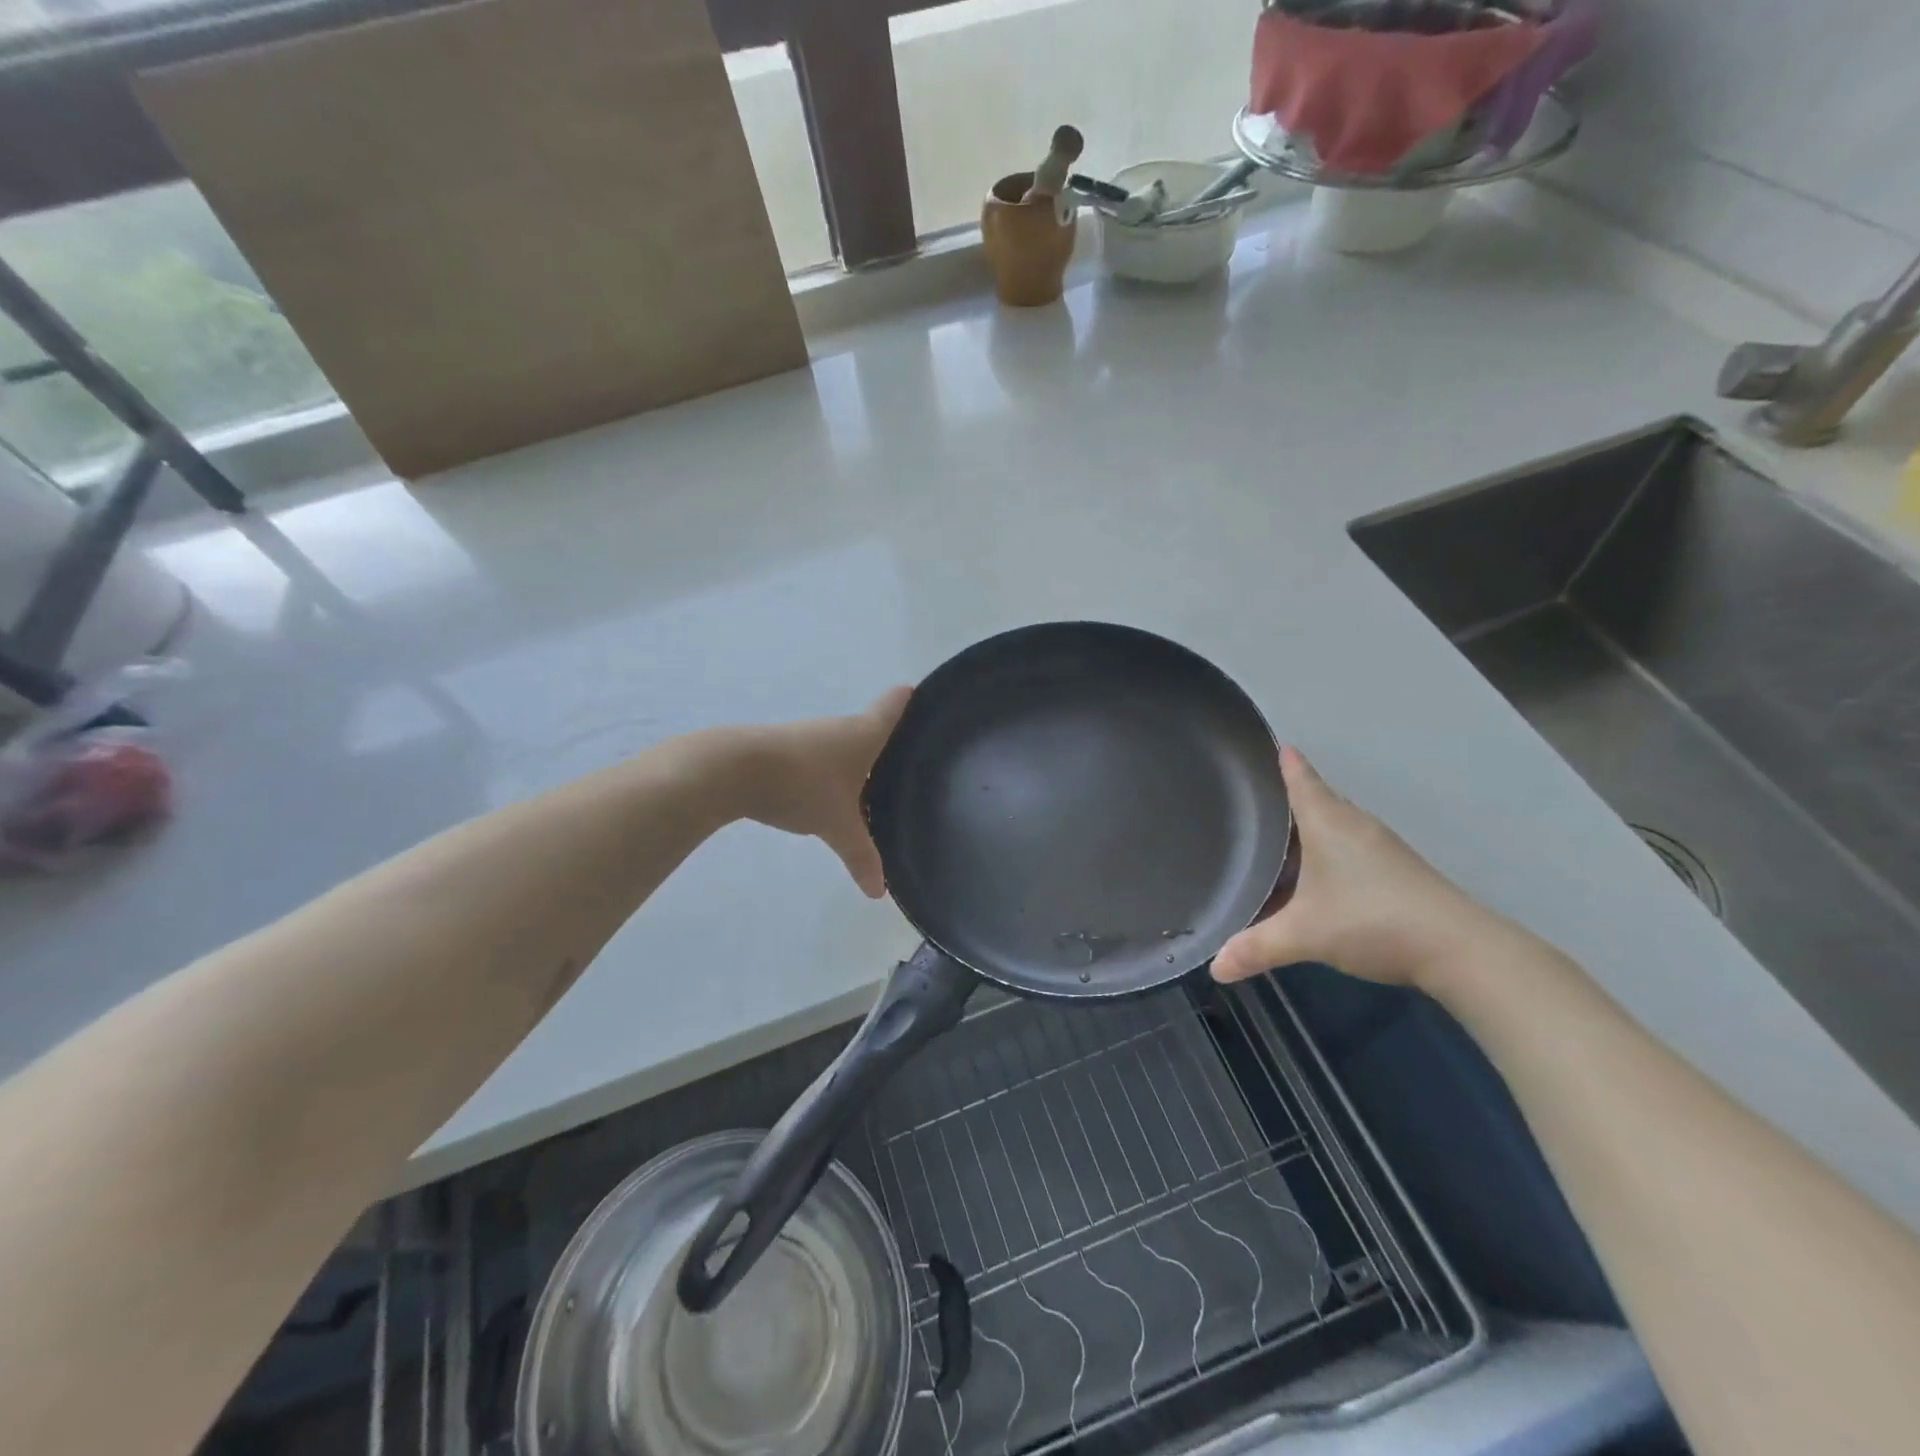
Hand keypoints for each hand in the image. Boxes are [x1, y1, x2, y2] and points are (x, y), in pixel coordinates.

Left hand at [734, 687, 911, 897]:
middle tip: (908, 768)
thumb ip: (861, 856)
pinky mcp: (783, 751)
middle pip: (870, 730)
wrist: (735, 770)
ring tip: (871, 794)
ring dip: (855, 766)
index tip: (917, 694)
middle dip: (886, 746)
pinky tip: (828, 800)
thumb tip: (878, 892)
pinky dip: (829, 776)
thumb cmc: (804, 785)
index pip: (893, 707)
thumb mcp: (839, 826)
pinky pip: (818, 762)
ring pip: (842, 750)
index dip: (907, 700)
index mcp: (864, 733)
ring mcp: (809, 737)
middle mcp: (839, 728)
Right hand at [1211, 747, 1504, 988]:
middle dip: (1292, 799)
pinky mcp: (1399, 872)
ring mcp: (1382, 849)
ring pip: (1336, 827)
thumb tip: (1215, 966)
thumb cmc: (1371, 920)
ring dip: (1311, 830)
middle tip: (1258, 799)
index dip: (1287, 764)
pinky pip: (1352, 848)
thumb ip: (1257, 947)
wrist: (1459, 948)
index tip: (1276, 745)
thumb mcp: (1304, 935)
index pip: (1302, 782)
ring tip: (1280, 839)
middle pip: (1319, 801)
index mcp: (1328, 823)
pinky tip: (1318, 877)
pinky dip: (1329, 853)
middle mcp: (1355, 826)